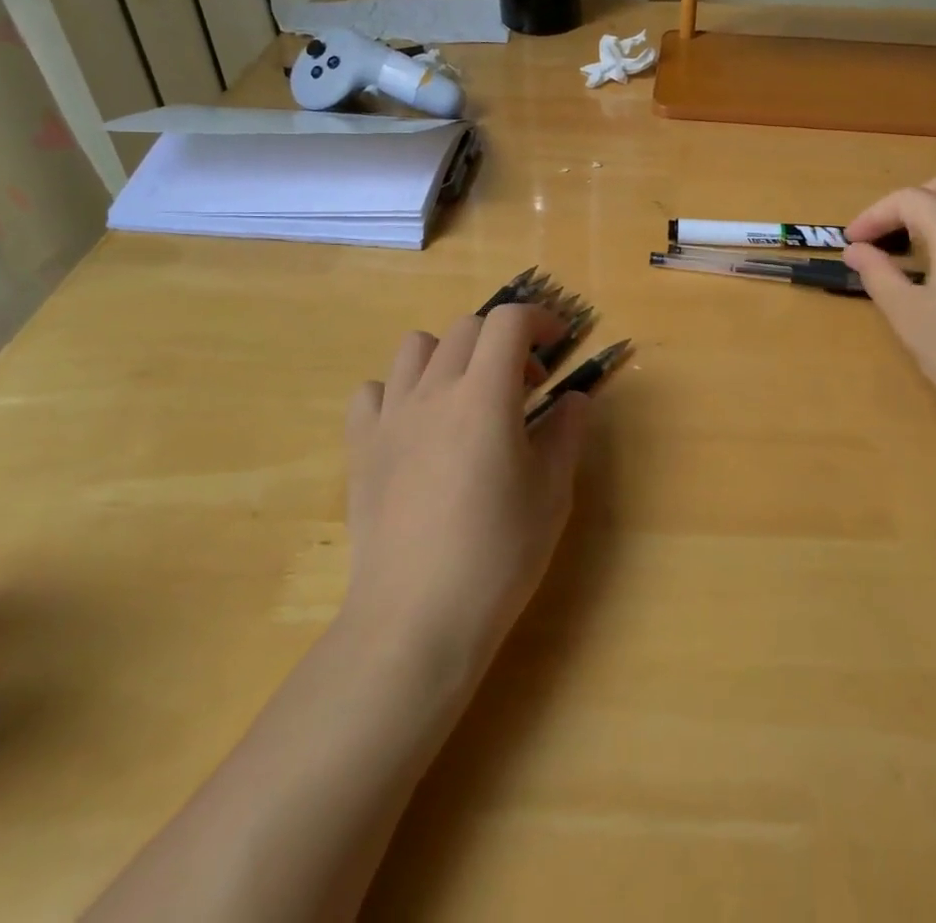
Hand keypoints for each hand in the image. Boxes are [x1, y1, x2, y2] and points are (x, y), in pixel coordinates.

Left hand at [341, 304, 589, 675]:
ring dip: (450, 355)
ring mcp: (391, 417)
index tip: (557, 343)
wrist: (416, 617)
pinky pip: (374, 392)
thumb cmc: (497, 555)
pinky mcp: (361, 446)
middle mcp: (434, 391)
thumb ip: (567, 434)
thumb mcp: (552, 494)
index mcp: (485, 396)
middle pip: (467, 328)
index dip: (538, 319)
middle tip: (524, 385)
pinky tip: (416, 426)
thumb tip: (575, 399)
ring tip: (467, 395)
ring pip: (416, 347)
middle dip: (503, 341)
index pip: (509, 322)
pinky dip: (400, 392)